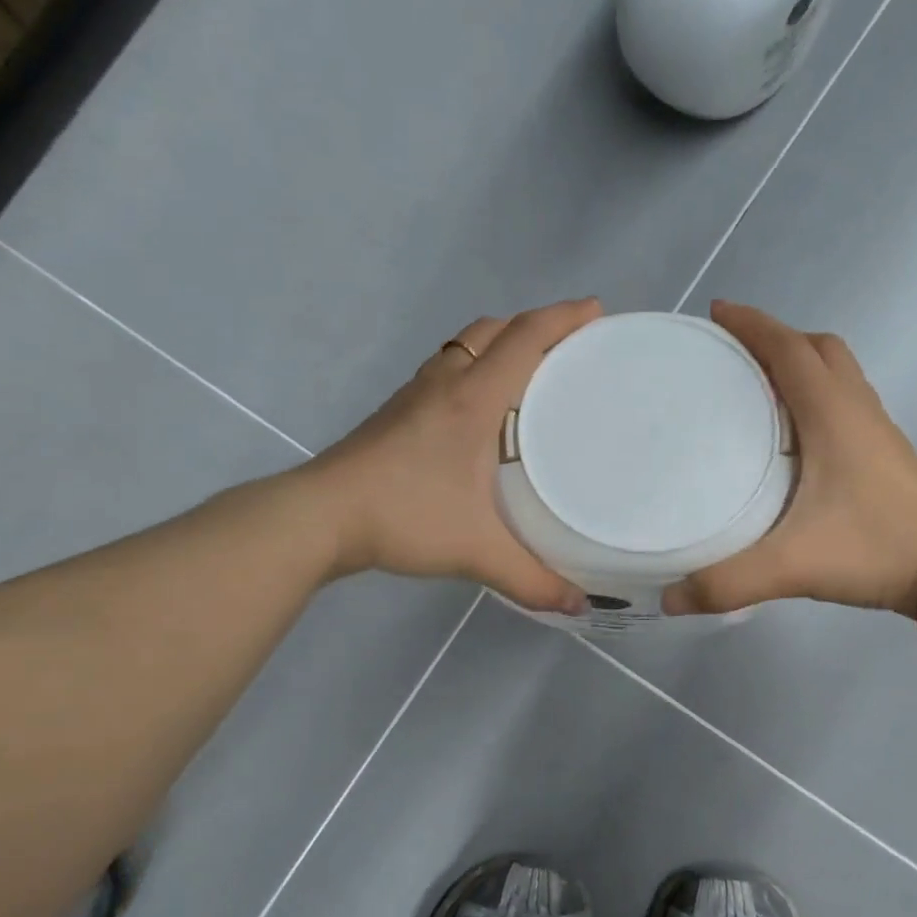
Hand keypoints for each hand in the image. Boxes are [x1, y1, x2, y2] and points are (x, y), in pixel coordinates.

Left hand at [306, 299, 600, 612]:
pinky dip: (474, 370)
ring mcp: (415, 395)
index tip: (595, 311)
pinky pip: (446, 370)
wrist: (320, 516)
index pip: (524, 339)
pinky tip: (480, 412)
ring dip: (500, 344)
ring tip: (530, 373)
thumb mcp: (475, 551)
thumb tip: (578, 605)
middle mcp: (445, 384)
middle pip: (493, 330)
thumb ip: (530, 578)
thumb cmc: (403, 517)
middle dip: (534, 326)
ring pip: (464, 347)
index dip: (562, 318)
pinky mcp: (397, 412)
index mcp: (473, 400)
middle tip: (568, 347)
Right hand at [664, 301, 916, 617]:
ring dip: (801, 364)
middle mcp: (856, 409)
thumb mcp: (792, 566)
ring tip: (759, 389)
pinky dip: (818, 396)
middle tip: (735, 356)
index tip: (717, 313)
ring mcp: (878, 429)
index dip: (752, 324)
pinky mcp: (887, 453)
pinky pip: (847, 402)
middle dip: (777, 338)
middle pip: (818, 348)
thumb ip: (727, 582)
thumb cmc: (873, 548)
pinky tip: (797, 438)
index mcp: (831, 413)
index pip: (788, 349)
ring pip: (839, 373)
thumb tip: (670, 600)